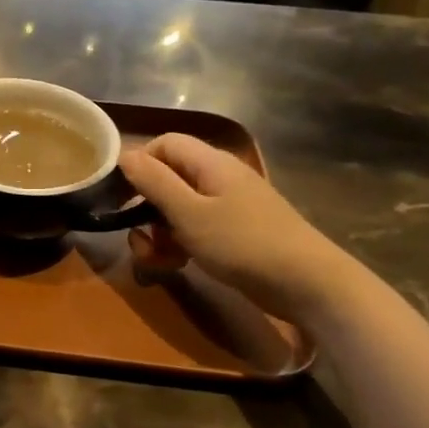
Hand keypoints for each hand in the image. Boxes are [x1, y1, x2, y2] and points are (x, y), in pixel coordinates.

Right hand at [119, 134, 362, 324]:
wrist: (307, 283)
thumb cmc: (243, 243)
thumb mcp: (189, 213)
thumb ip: (154, 183)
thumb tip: (124, 155)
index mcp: (210, 163)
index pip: (164, 144)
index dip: (139, 164)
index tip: (121, 197)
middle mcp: (219, 178)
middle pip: (168, 179)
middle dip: (145, 209)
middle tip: (139, 239)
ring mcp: (228, 207)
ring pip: (177, 209)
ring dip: (158, 233)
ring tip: (157, 260)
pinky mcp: (233, 234)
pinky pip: (194, 230)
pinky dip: (178, 245)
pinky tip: (177, 266)